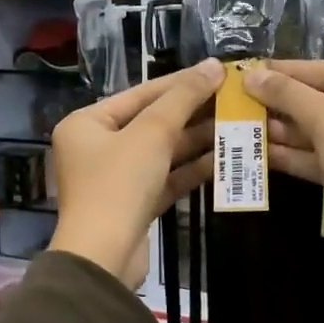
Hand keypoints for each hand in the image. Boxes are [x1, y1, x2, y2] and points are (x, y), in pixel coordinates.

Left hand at [48, 59, 221, 286]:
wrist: (104, 258)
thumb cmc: (119, 184)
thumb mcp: (152, 133)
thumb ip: (183, 97)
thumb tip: (214, 65)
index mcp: (87, 123)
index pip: (142, 94)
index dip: (182, 82)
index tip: (219, 72)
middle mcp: (96, 147)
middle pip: (152, 122)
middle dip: (193, 112)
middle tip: (233, 99)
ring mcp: (115, 178)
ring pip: (162, 151)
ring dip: (197, 140)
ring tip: (236, 125)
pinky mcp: (134, 204)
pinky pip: (165, 178)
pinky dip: (191, 169)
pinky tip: (223, 158)